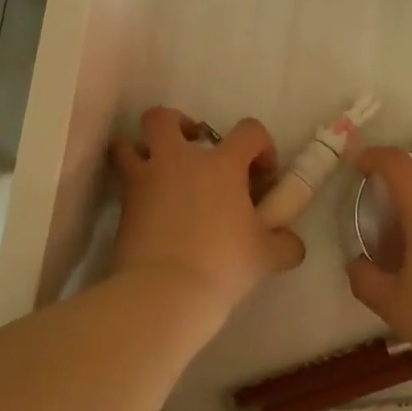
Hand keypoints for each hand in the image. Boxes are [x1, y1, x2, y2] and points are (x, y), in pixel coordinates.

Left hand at [111, 107, 305, 317]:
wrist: (164, 292)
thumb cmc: (222, 265)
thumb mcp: (267, 258)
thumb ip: (285, 244)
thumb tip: (290, 243)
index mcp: (221, 165)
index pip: (249, 131)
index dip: (261, 146)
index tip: (262, 175)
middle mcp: (178, 162)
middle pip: (163, 118)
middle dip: (178, 125)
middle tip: (193, 151)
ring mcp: (144, 182)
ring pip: (128, 144)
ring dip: (143, 151)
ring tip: (160, 174)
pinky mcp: (121, 208)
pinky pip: (123, 185)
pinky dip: (134, 190)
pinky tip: (150, 212)